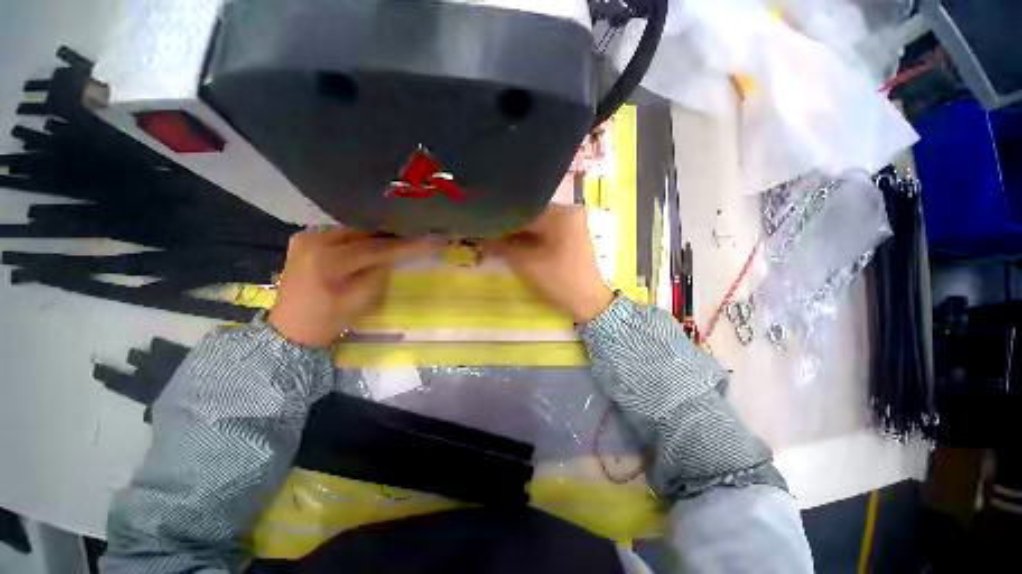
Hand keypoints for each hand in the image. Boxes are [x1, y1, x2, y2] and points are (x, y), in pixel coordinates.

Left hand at [269, 229, 437, 346]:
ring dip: (374, 237)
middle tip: (413, 237)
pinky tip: (371, 244)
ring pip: (351, 232)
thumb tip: (394, 255)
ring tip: (396, 240)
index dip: (403, 245)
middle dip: (389, 237)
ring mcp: (305, 238)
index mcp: (327, 260)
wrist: (291, 330)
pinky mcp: (303, 241)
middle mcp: (313, 241)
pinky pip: (339, 235)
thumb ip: (380, 272)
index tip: (428, 240)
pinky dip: (358, 239)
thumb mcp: (361, 298)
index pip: (374, 248)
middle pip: (362, 234)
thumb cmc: (328, 320)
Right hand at [486, 205, 613, 322]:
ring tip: (496, 241)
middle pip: (530, 216)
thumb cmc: (559, 281)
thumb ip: (501, 247)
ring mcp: (571, 224)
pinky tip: (514, 245)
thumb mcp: (526, 264)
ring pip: (536, 225)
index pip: (523, 211)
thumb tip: (481, 238)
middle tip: (486, 236)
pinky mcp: (570, 236)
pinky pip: (545, 232)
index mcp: (561, 213)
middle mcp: (568, 212)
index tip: (482, 228)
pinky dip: (530, 238)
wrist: (588, 303)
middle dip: (509, 228)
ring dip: (518, 234)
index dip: (501, 221)